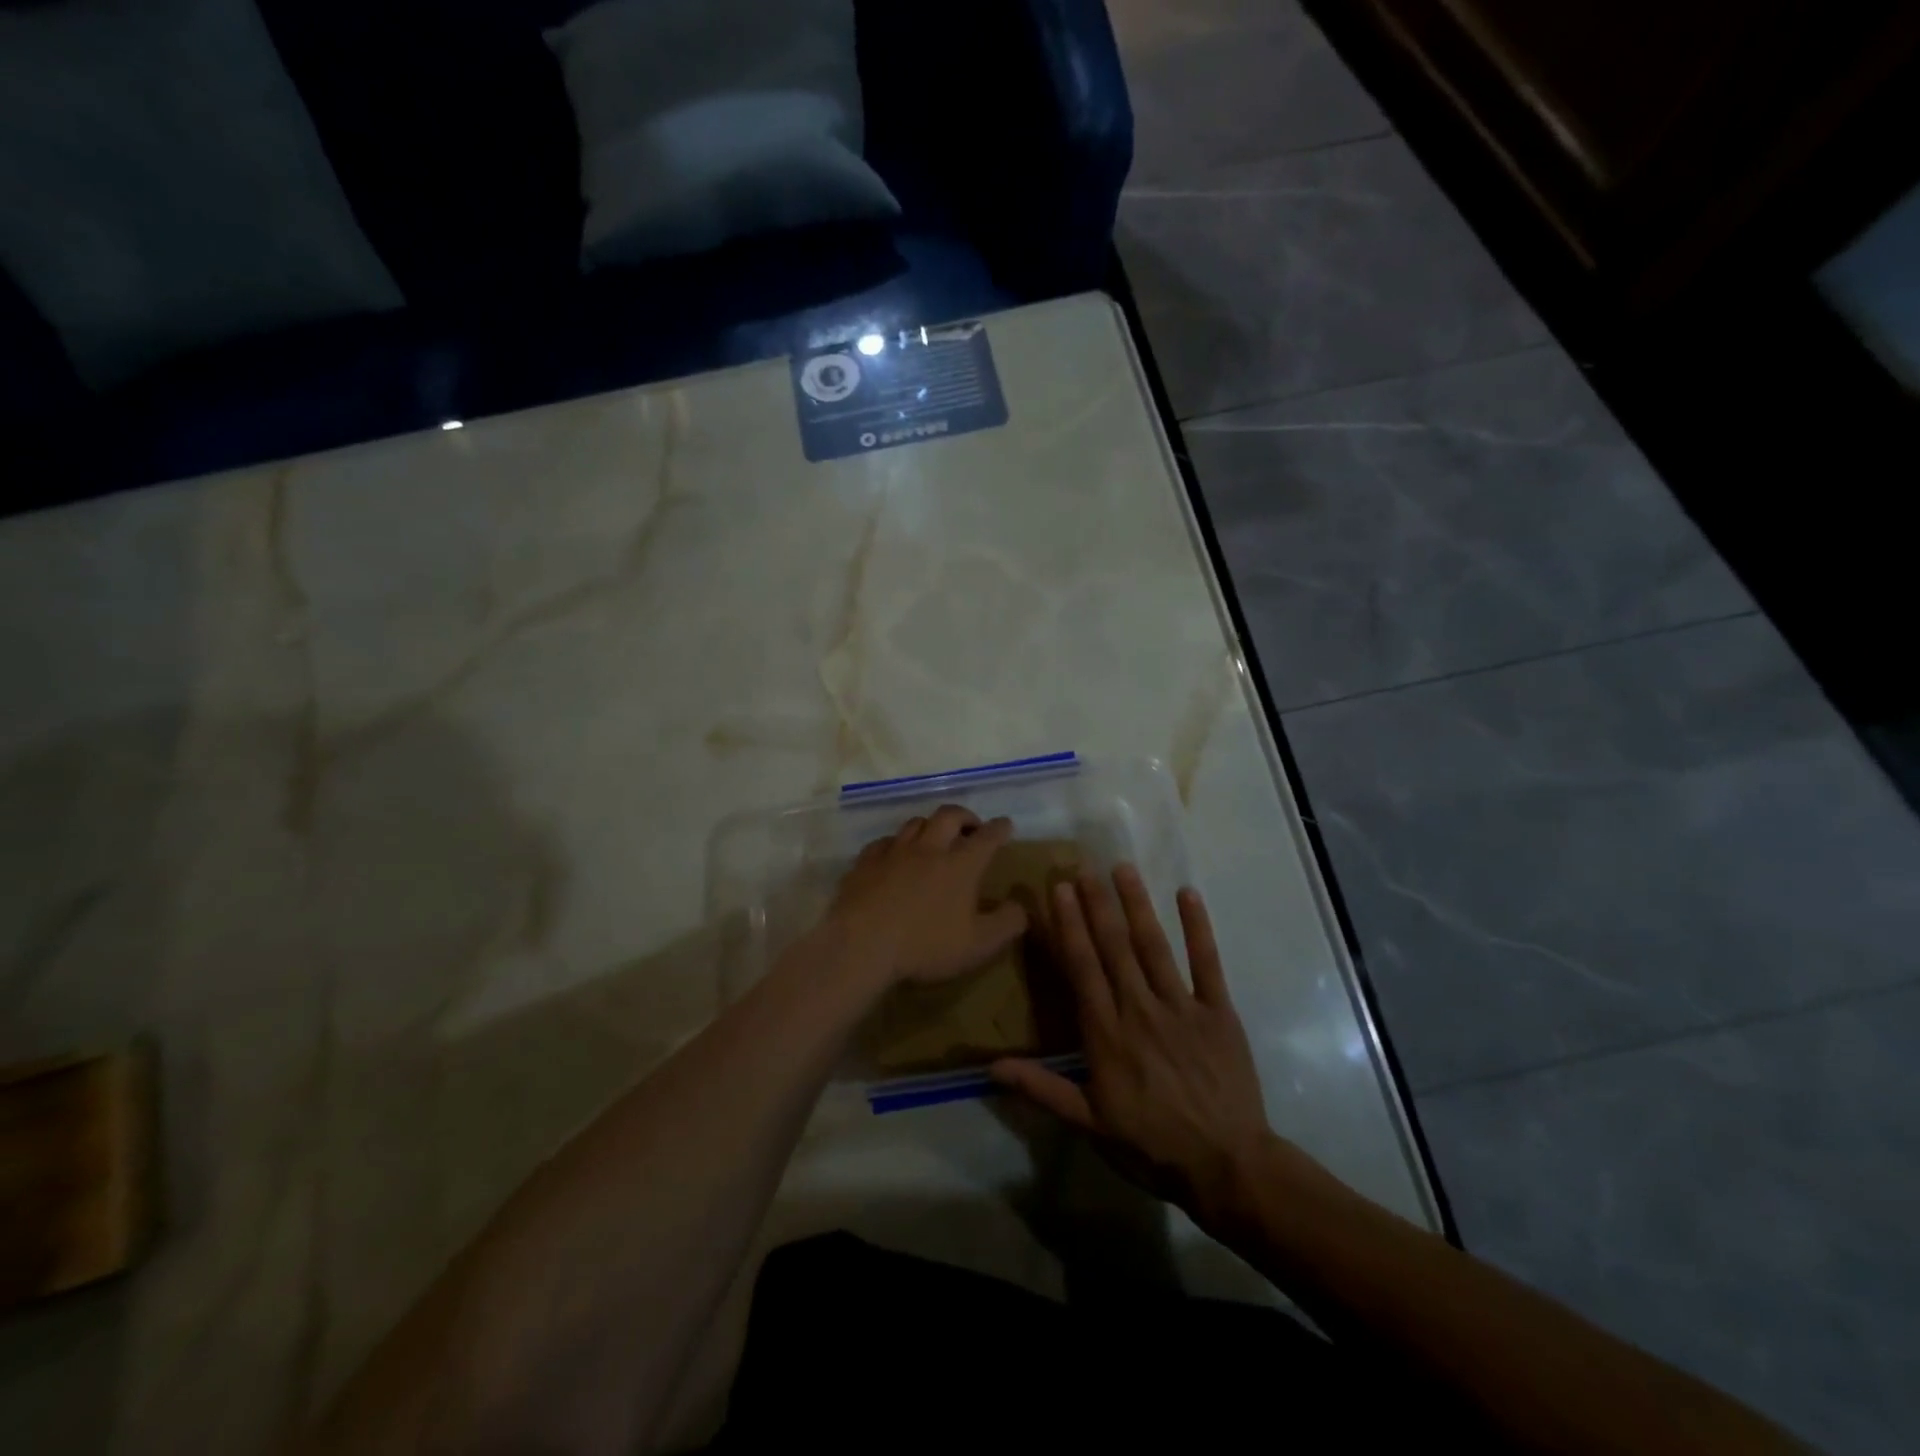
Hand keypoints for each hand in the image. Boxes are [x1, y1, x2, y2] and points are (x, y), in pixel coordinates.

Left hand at [829, 805, 1028, 985]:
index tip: (1005, 824)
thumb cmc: (926, 946)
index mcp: (961, 865)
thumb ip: (1007, 923)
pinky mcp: (865, 862)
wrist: (861, 945)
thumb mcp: (979, 945)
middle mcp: (929, 849)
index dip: (999, 828)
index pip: (987, 837)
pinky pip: (883, 842)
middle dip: (965, 816)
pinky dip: (895, 844)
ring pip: (915, 823)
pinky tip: (894, 855)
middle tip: (971, 827)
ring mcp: (894, 852)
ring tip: (934, 837)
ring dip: (930, 825)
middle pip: (949, 816)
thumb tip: (1021, 906)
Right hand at [992, 867, 1272, 1220]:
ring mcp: (1182, 1007)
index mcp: (1107, 1034)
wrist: (1228, 1167)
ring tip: (1122, 869)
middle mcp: (1140, 1010)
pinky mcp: (1219, 1012)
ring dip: (1137, 905)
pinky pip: (1207, 963)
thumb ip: (1042, 1088)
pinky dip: (1198, 928)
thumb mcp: (1090, 1123)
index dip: (1069, 927)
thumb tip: (991, 1066)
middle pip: (1114, 948)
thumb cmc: (1152, 1145)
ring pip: (1154, 946)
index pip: (1083, 968)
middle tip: (1083, 867)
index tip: (1059, 890)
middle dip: (1096, 905)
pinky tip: (1187, 894)